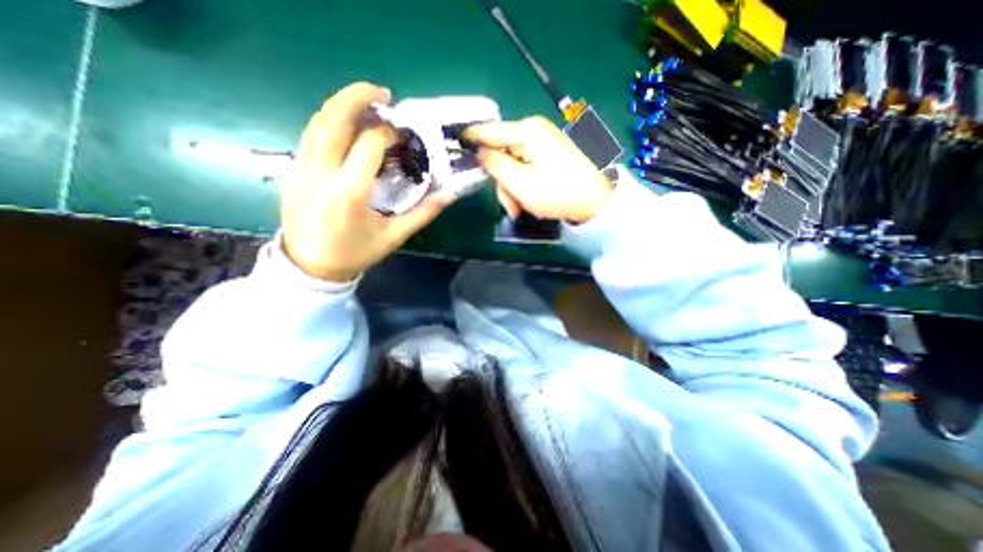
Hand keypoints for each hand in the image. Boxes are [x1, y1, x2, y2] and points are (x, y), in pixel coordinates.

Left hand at [280, 82, 457, 281]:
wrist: (310, 266)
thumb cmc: (356, 253)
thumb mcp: (394, 235)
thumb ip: (423, 213)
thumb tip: (449, 194)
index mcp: (350, 191)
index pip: (370, 143)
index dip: (390, 132)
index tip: (404, 135)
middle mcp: (322, 172)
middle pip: (335, 118)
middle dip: (359, 97)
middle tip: (382, 93)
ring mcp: (302, 168)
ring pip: (318, 121)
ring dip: (342, 105)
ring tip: (366, 103)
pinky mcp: (293, 169)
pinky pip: (311, 135)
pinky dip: (330, 121)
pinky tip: (346, 126)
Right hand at [464, 117, 611, 223]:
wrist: (597, 202)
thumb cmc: (557, 192)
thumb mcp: (519, 182)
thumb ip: (494, 164)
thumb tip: (479, 153)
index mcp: (526, 131)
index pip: (488, 131)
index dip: (470, 140)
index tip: (453, 146)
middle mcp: (534, 132)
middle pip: (501, 154)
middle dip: (502, 183)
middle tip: (510, 207)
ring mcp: (544, 144)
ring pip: (513, 165)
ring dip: (513, 190)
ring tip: (521, 209)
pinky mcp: (550, 156)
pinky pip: (527, 169)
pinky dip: (524, 187)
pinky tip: (531, 201)